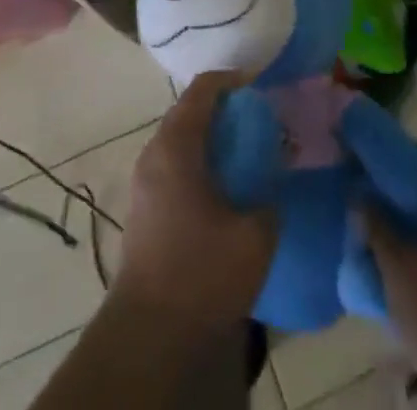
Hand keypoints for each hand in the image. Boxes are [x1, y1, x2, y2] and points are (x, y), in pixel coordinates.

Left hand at [114, 71, 277, 337]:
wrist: (150, 336)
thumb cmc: (202, 273)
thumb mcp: (254, 235)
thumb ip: (269, 199)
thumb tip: (271, 188)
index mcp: (176, 145)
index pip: (203, 89)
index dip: (234, 81)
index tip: (263, 88)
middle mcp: (154, 153)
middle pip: (190, 111)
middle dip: (226, 111)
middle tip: (261, 123)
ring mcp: (144, 182)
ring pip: (182, 140)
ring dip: (212, 140)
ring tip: (248, 156)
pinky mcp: (144, 209)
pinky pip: (175, 166)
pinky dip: (201, 163)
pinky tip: (226, 190)